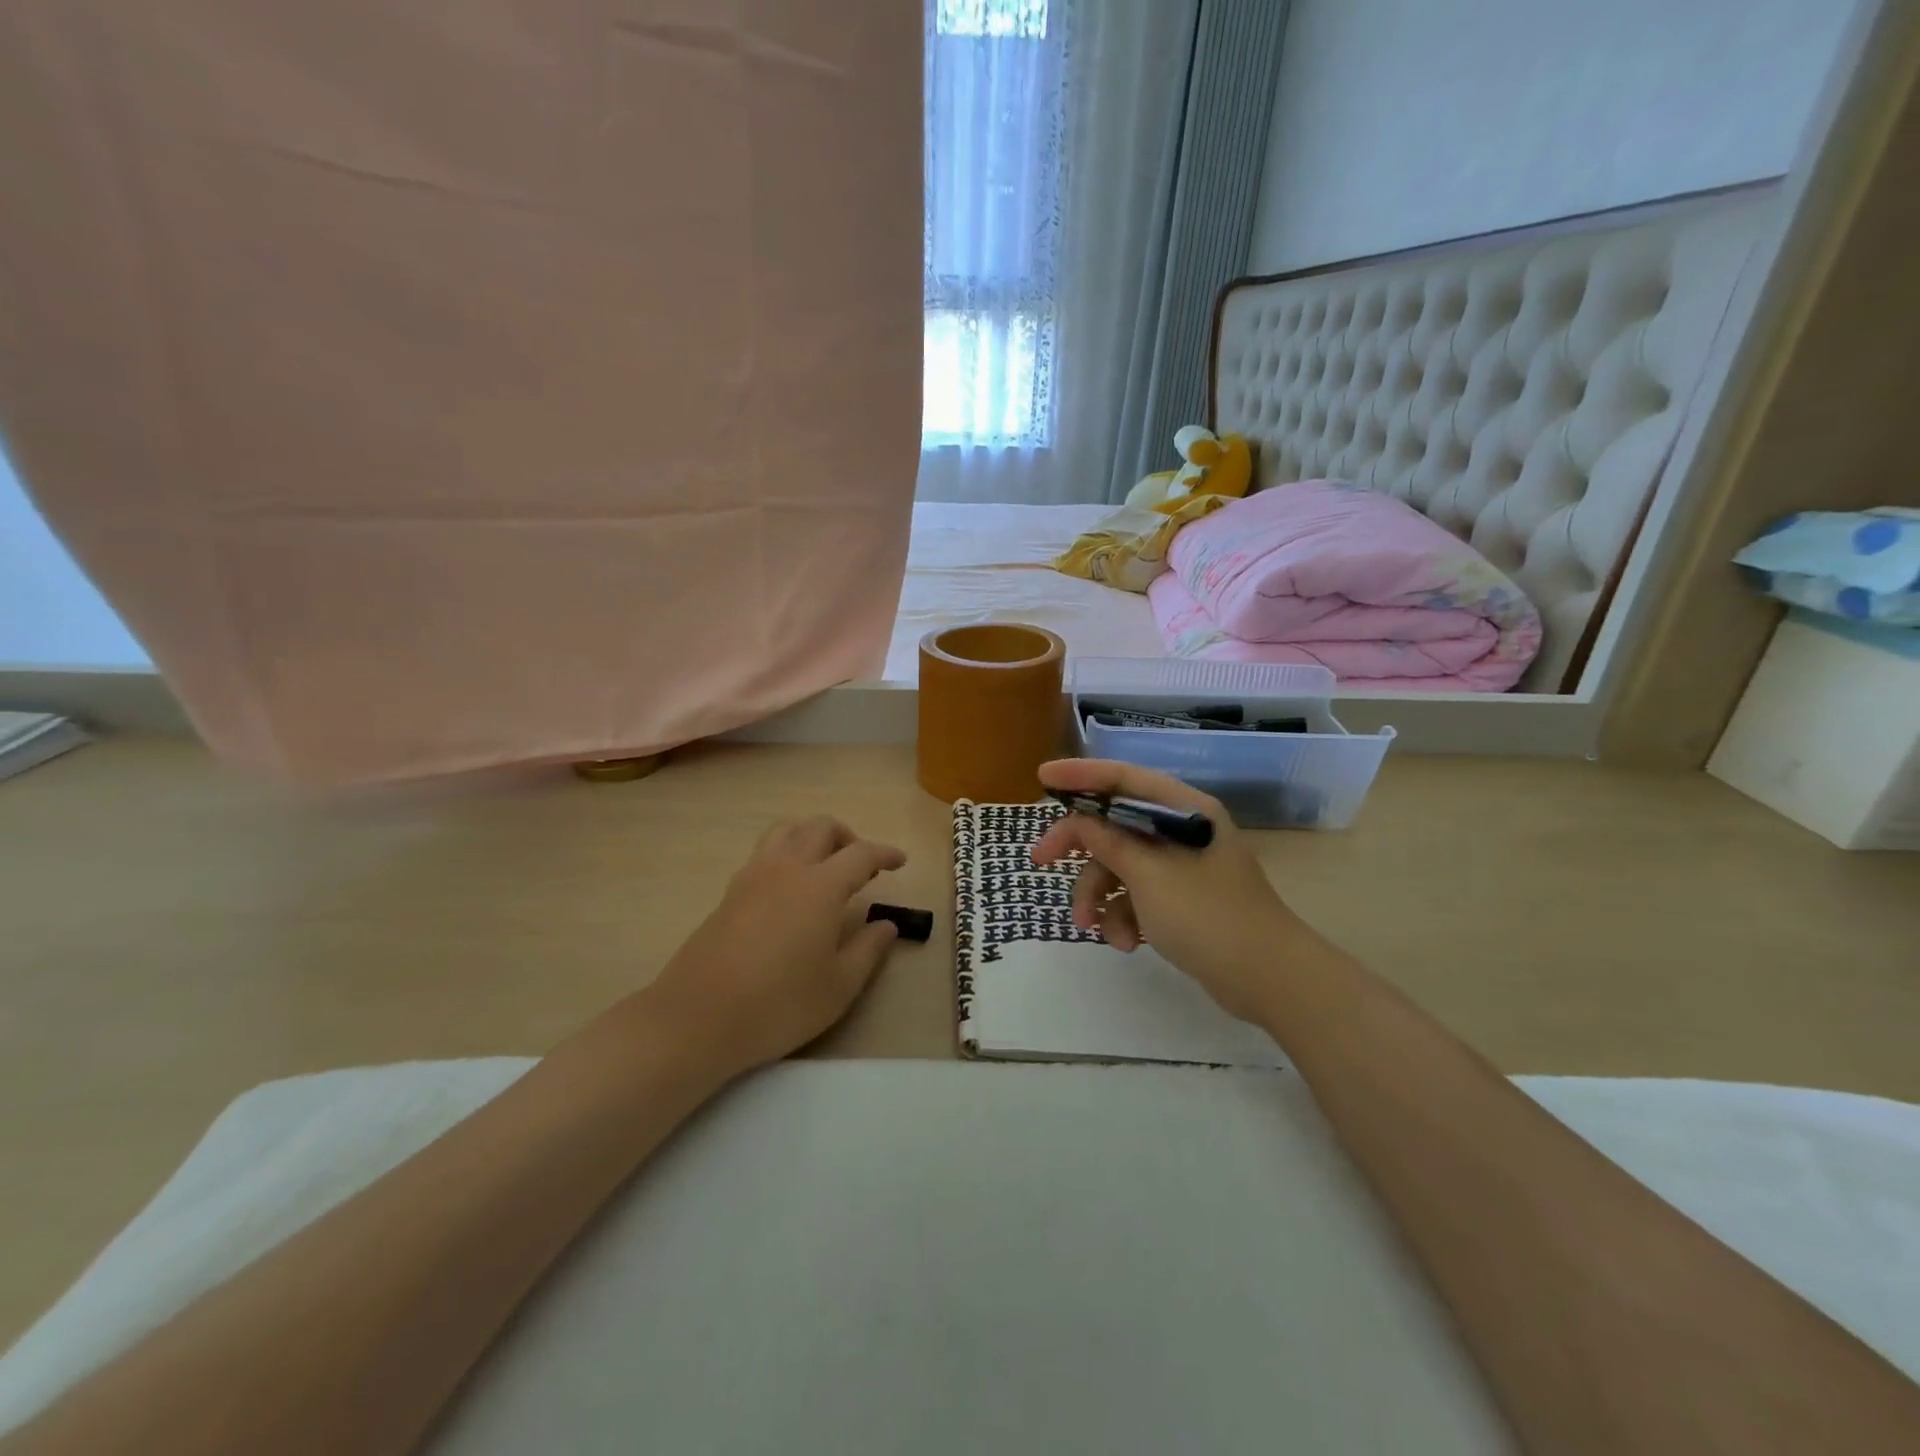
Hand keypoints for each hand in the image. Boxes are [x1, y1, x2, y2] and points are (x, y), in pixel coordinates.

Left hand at [647, 817, 905, 1073]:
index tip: (900, 861)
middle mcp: (787, 868)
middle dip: (848, 837)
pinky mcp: (730, 892)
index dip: (884, 853)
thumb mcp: (839, 986)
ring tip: (825, 865)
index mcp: (821, 886)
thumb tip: (886, 925)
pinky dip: (786, 853)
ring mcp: (753, 876)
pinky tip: (790, 888)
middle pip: (820, 828)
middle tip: (862, 866)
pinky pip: (764, 852)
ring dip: (812, 836)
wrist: (698, 1018)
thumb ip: (868, 949)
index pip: (861, 854)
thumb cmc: (779, 1004)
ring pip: (787, 831)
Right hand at [1031, 759, 1311, 1022]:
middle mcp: (1181, 830)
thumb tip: (1077, 819)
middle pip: (1115, 824)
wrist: (1268, 979)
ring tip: (1091, 928)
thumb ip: (1107, 841)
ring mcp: (1181, 866)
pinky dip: (1123, 915)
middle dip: (1080, 849)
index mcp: (1183, 810)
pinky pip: (1136, 894)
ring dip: (1099, 895)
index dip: (1080, 775)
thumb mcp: (1148, 875)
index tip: (1041, 778)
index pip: (1124, 779)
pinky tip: (1125, 943)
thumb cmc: (1207, 915)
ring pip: (1120, 865)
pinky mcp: (1180, 898)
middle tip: (1040, 861)